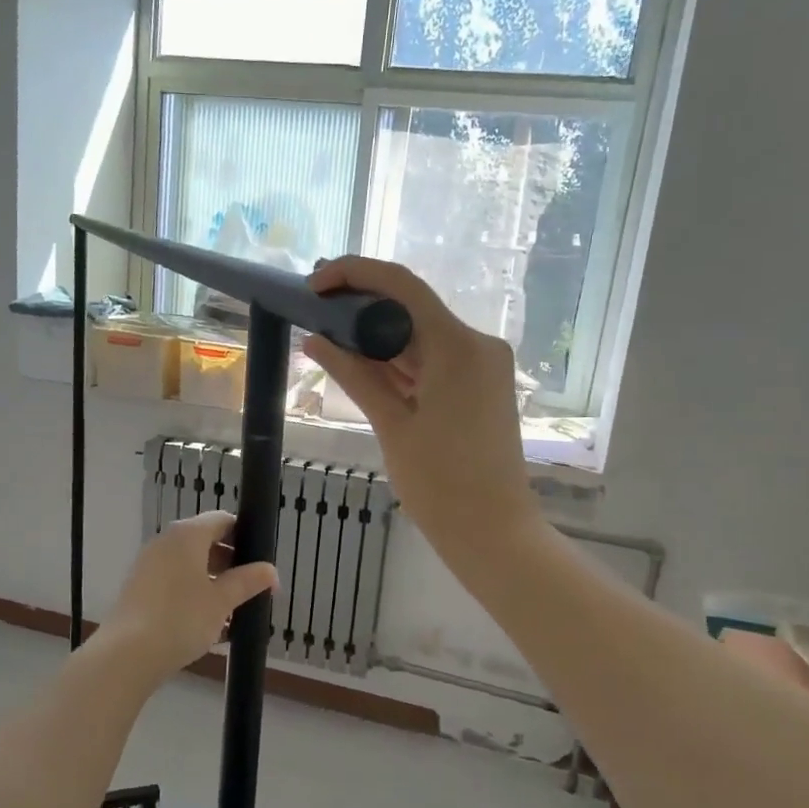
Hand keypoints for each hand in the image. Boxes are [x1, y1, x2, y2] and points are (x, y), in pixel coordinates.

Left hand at [97, 511, 277, 678]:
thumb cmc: (181, 619)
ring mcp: (149, 564)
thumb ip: (248, 581)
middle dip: (231, 564)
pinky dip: (193, 594)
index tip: (261, 561)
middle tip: (251, 588)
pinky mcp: (139, 588)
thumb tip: (270, 570)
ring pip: (190, 565)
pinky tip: (208, 623)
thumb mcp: (222, 601)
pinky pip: (175, 582)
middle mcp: (165, 542)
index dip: (245, 536)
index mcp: (187, 535)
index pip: (223, 520)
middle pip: (206, 542)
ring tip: (233, 611)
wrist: (127, 655)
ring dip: (213, 582)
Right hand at [304, 257, 541, 573]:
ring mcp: (484, 365)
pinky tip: (363, 367)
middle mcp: (478, 344)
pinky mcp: (482, 385)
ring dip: (380, 337)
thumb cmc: (440, 484)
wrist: (494, 532)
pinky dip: (401, 362)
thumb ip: (355, 375)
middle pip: (413, 308)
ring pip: (422, 335)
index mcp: (458, 346)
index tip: (315, 284)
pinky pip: (435, 360)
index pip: (402, 286)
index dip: (354, 274)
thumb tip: (314, 340)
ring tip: (329, 340)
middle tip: (314, 314)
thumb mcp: (392, 426)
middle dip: (362, 308)